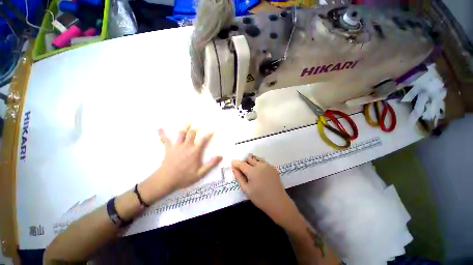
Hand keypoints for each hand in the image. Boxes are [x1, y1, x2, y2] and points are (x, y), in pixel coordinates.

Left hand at [140, 126, 221, 202]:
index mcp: (194, 151)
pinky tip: (159, 129)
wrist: (166, 180)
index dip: (209, 134)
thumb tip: (220, 156)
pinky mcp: (168, 149)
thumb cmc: (184, 177)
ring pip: (181, 133)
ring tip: (187, 121)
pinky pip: (165, 140)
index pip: (203, 140)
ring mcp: (177, 146)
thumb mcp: (200, 173)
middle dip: (195, 128)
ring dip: (184, 127)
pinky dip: (162, 134)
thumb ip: (210, 164)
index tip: (213, 129)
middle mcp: (186, 146)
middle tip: (198, 123)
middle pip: (191, 133)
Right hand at [232, 154, 295, 226]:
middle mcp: (260, 165)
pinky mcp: (273, 167)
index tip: (233, 165)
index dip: (236, 164)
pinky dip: (258, 163)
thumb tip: (234, 168)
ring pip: (256, 158)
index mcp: (252, 171)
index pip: (241, 163)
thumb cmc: (260, 198)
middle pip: (249, 158)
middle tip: (243, 170)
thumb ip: (239, 177)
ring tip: (251, 170)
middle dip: (244, 162)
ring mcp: (267, 165)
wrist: (278, 202)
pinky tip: (259, 172)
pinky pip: (263, 161)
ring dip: (251, 161)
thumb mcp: (246, 189)